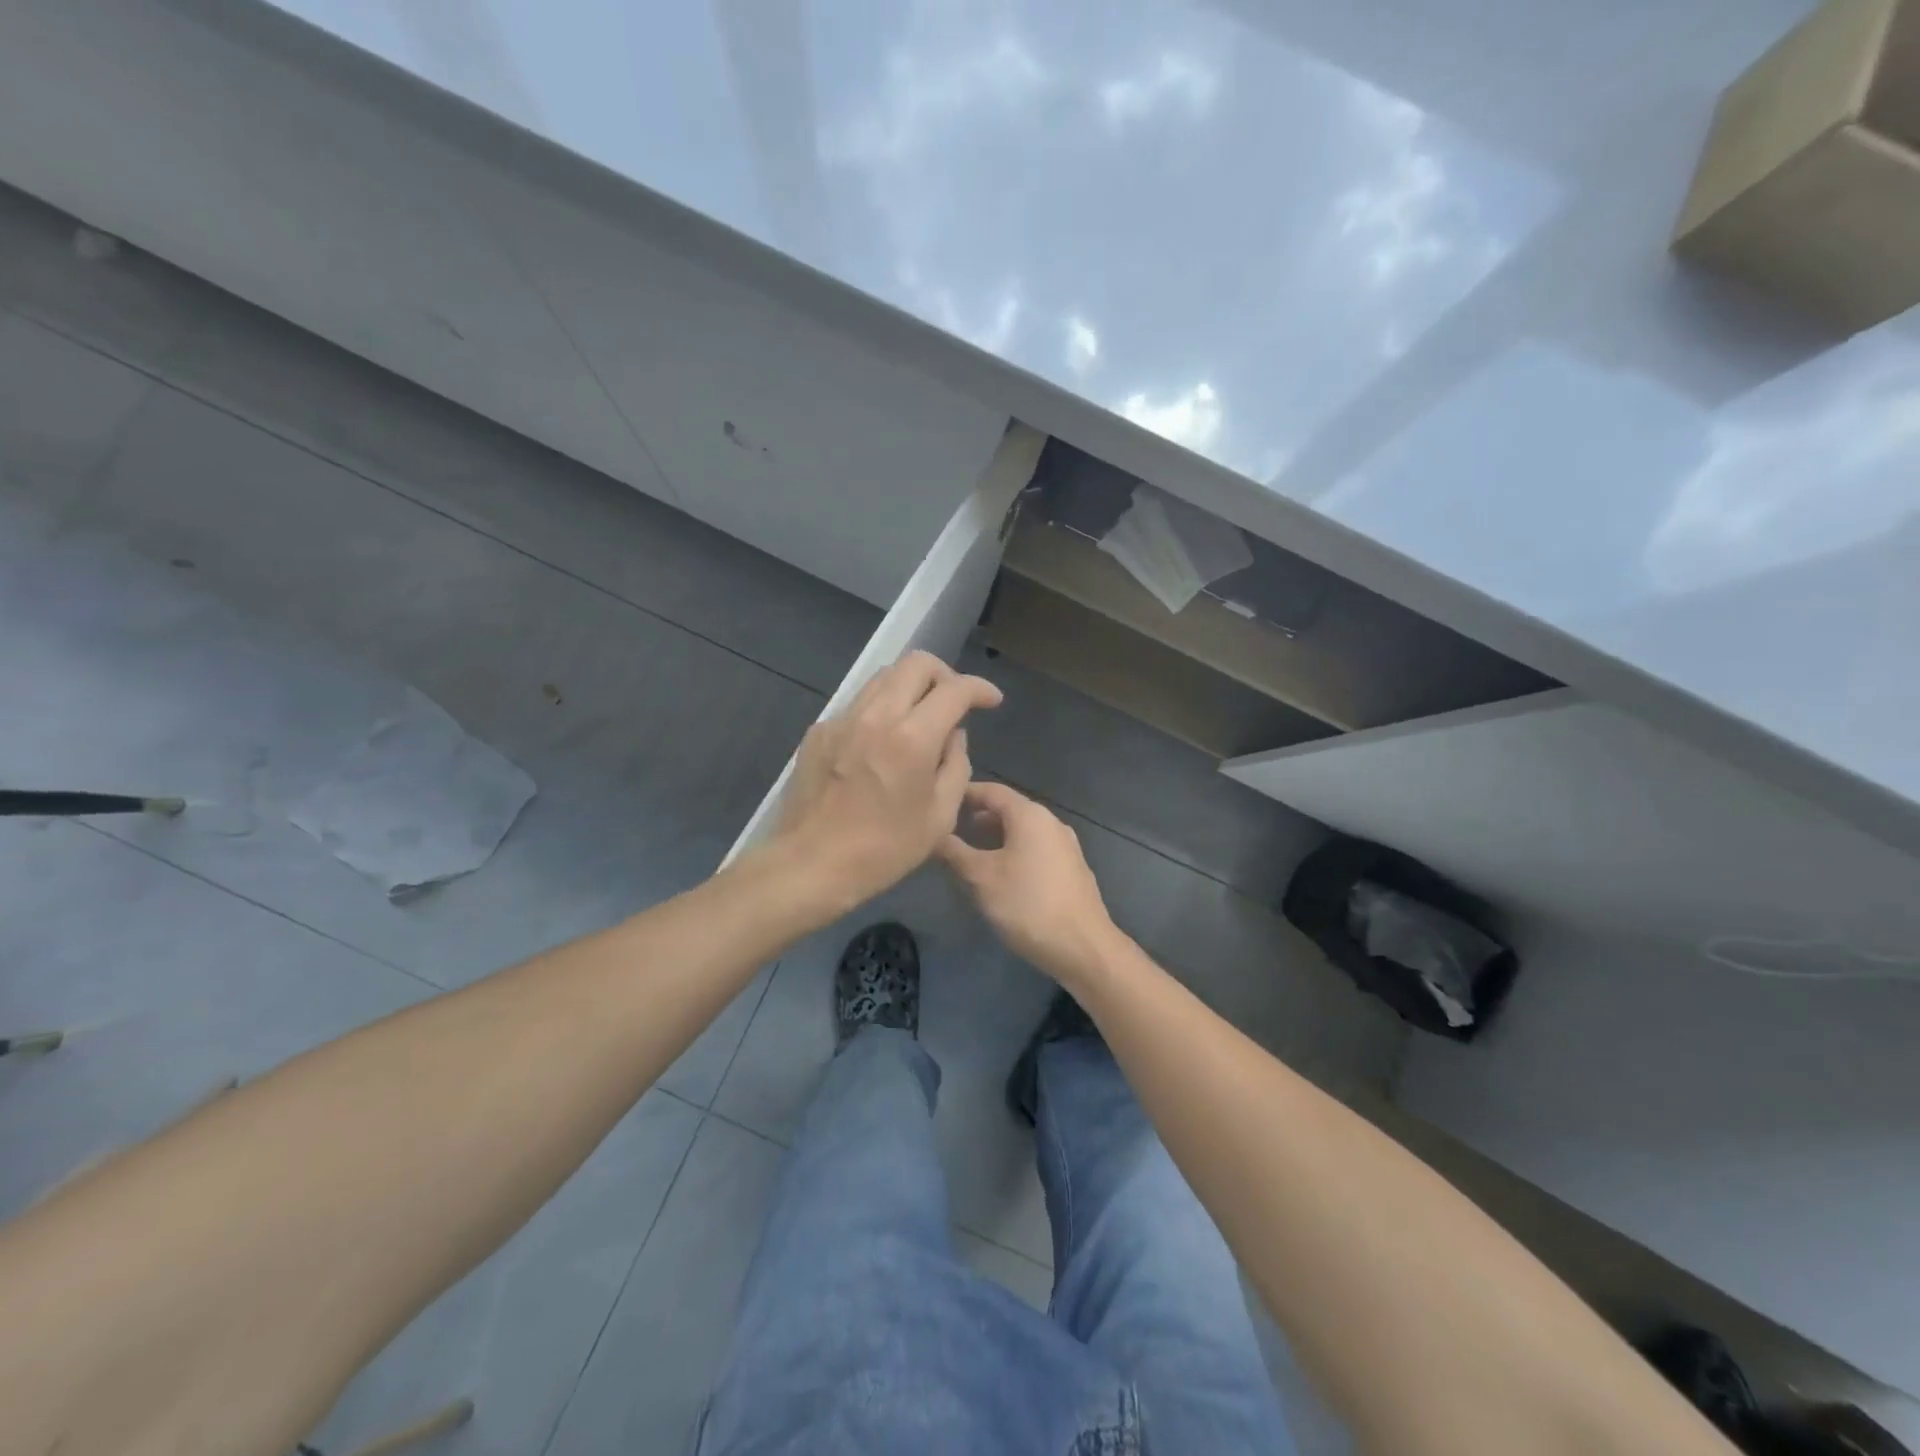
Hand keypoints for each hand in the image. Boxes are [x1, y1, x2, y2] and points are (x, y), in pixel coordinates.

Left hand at [773, 651, 1001, 910]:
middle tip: (954, 704)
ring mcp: (842, 719)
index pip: (954, 689)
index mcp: (912, 738)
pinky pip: (859, 704)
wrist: (811, 864)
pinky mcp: (819, 731)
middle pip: (916, 663)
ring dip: (910, 687)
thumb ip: (956, 765)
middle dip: (944, 675)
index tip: (990, 701)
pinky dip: (880, 711)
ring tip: (920, 719)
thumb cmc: (884, 850)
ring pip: (884, 677)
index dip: (979, 689)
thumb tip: (952, 736)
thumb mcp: (940, 817)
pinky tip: (882, 743)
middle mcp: (876, 715)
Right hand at [937, 781, 1120, 987]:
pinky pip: (1036, 849)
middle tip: (951, 828)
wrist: (1083, 947)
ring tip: (970, 852)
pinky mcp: (1071, 869)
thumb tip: (935, 835)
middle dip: (979, 816)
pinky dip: (1014, 851)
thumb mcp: (982, 878)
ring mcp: (1065, 846)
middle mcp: (1051, 822)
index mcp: (1030, 815)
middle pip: (1009, 809)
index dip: (965, 793)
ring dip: (996, 836)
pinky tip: (1001, 874)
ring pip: (1023, 831)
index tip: (942, 800)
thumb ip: (955, 853)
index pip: (992, 791)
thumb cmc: (1027, 905)